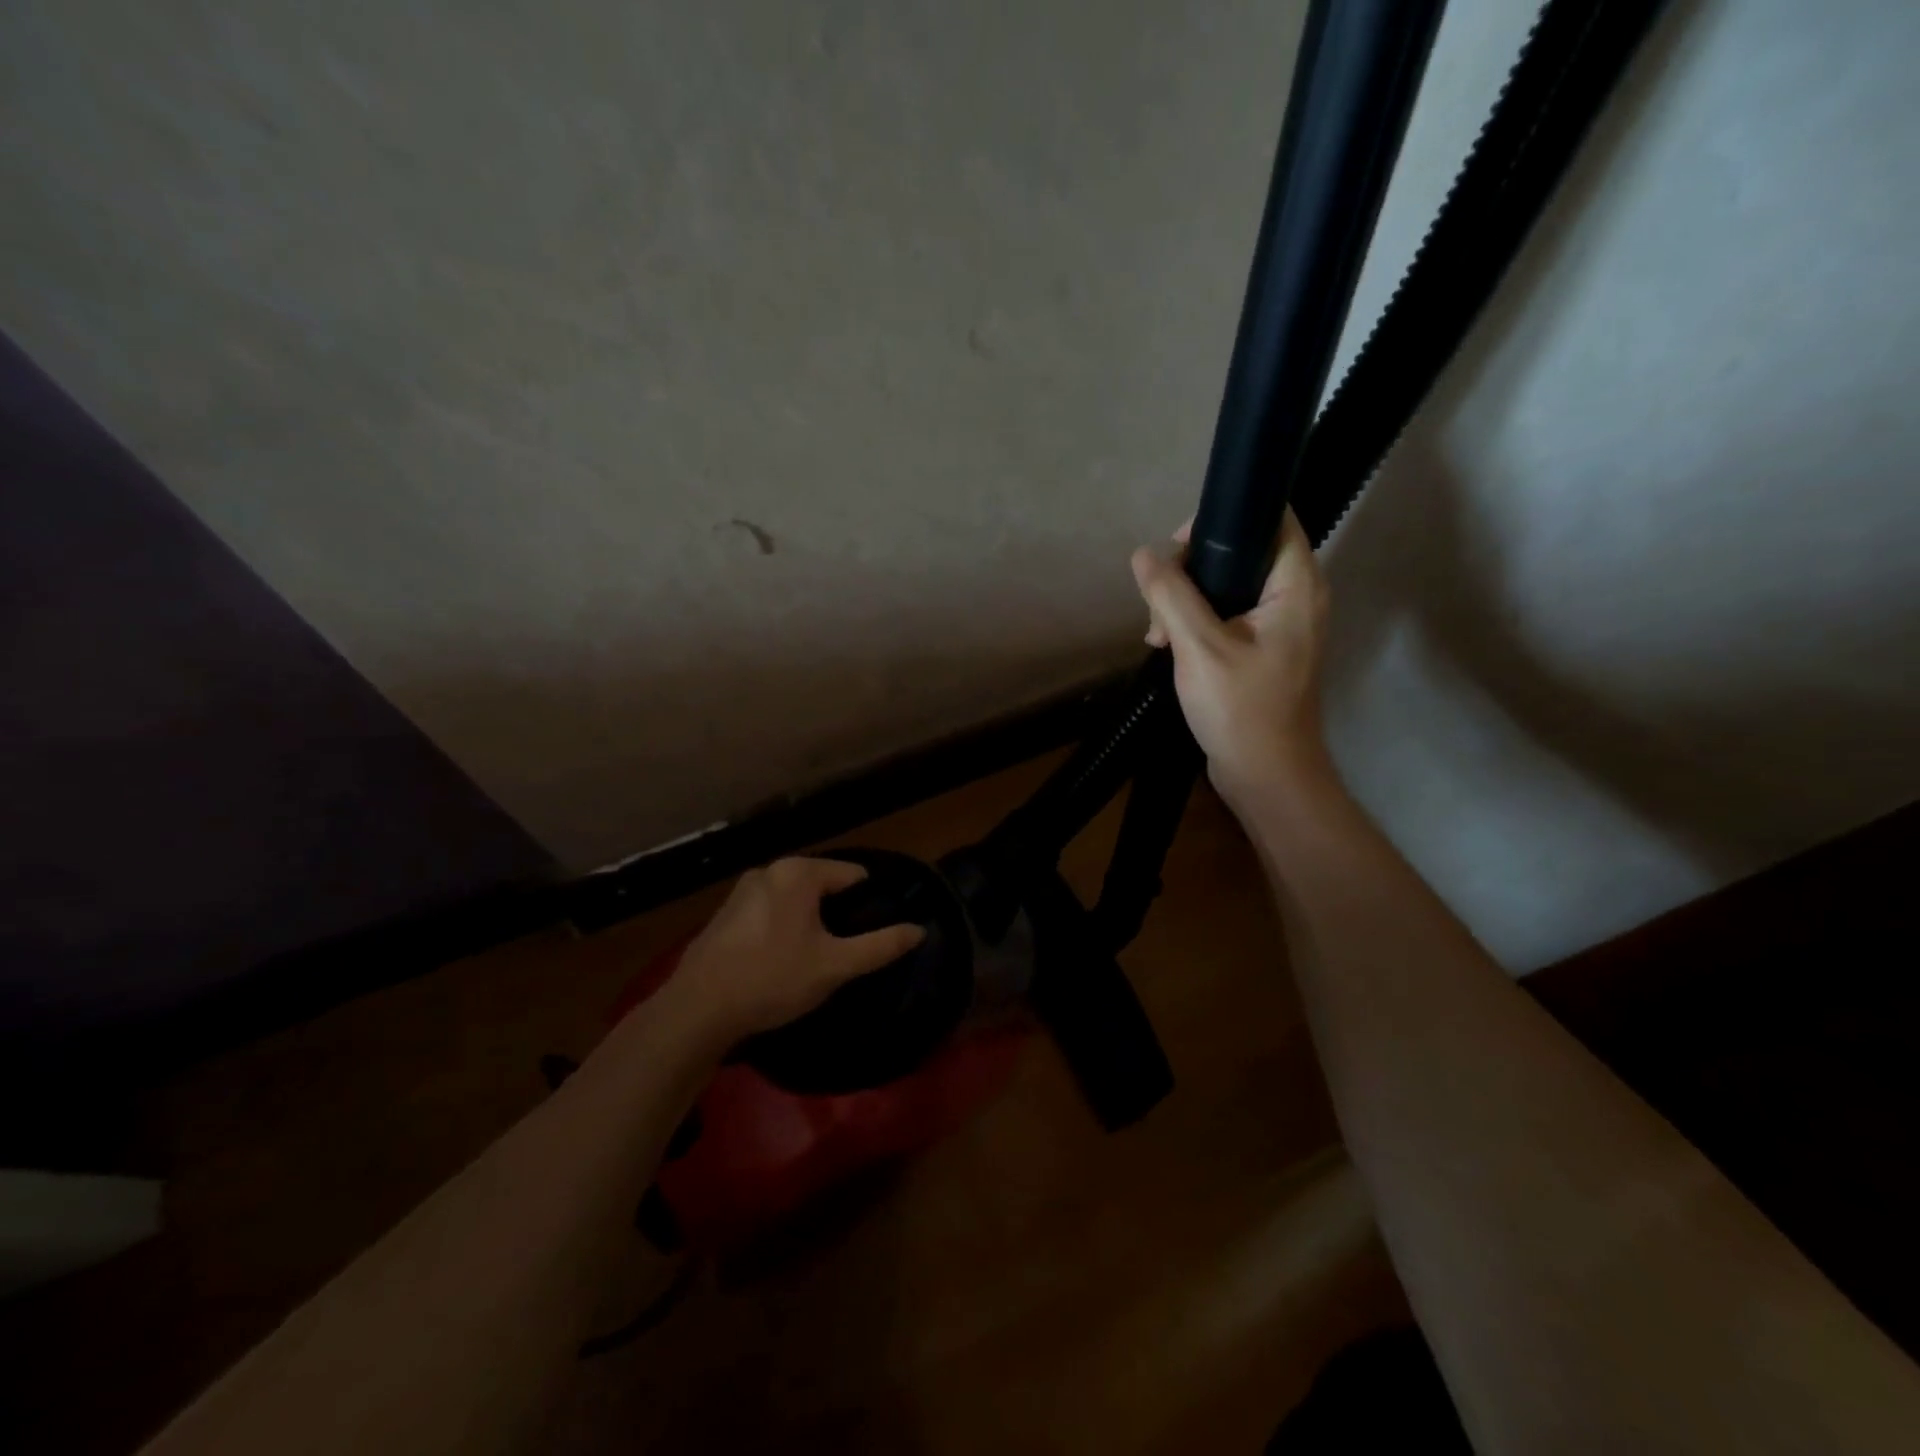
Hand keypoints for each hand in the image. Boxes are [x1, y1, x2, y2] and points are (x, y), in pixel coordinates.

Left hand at [670, 858, 925, 1042]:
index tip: (874, 934)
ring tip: (816, 958)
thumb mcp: (835, 965)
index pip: (853, 875)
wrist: (698, 1010)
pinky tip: (781, 961)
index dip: (869, 903)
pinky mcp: (725, 913)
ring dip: (809, 921)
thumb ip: (880, 946)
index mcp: (799, 873)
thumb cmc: (773, 979)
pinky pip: (770, 911)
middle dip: (837, 913)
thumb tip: (919, 930)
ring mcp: (743, 890)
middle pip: (823, 885)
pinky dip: (783, 927)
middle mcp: (770, 870)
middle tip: (846, 951)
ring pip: (795, 899)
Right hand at [1130, 509, 1331, 804]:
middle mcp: (1295, 597)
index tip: (1178, 547)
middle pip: (1240, 552)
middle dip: (1190, 570)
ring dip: (1186, 601)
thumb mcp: (1199, 647)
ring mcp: (1279, 626)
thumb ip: (1171, 595)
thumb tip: (1143, 554)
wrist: (1265, 774)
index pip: (1272, 519)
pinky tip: (1167, 646)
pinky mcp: (1262, 649)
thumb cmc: (1241, 709)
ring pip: (1226, 587)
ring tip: (1158, 635)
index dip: (1224, 519)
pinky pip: (1226, 616)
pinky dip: (1196, 624)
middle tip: (1159, 603)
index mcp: (1296, 586)